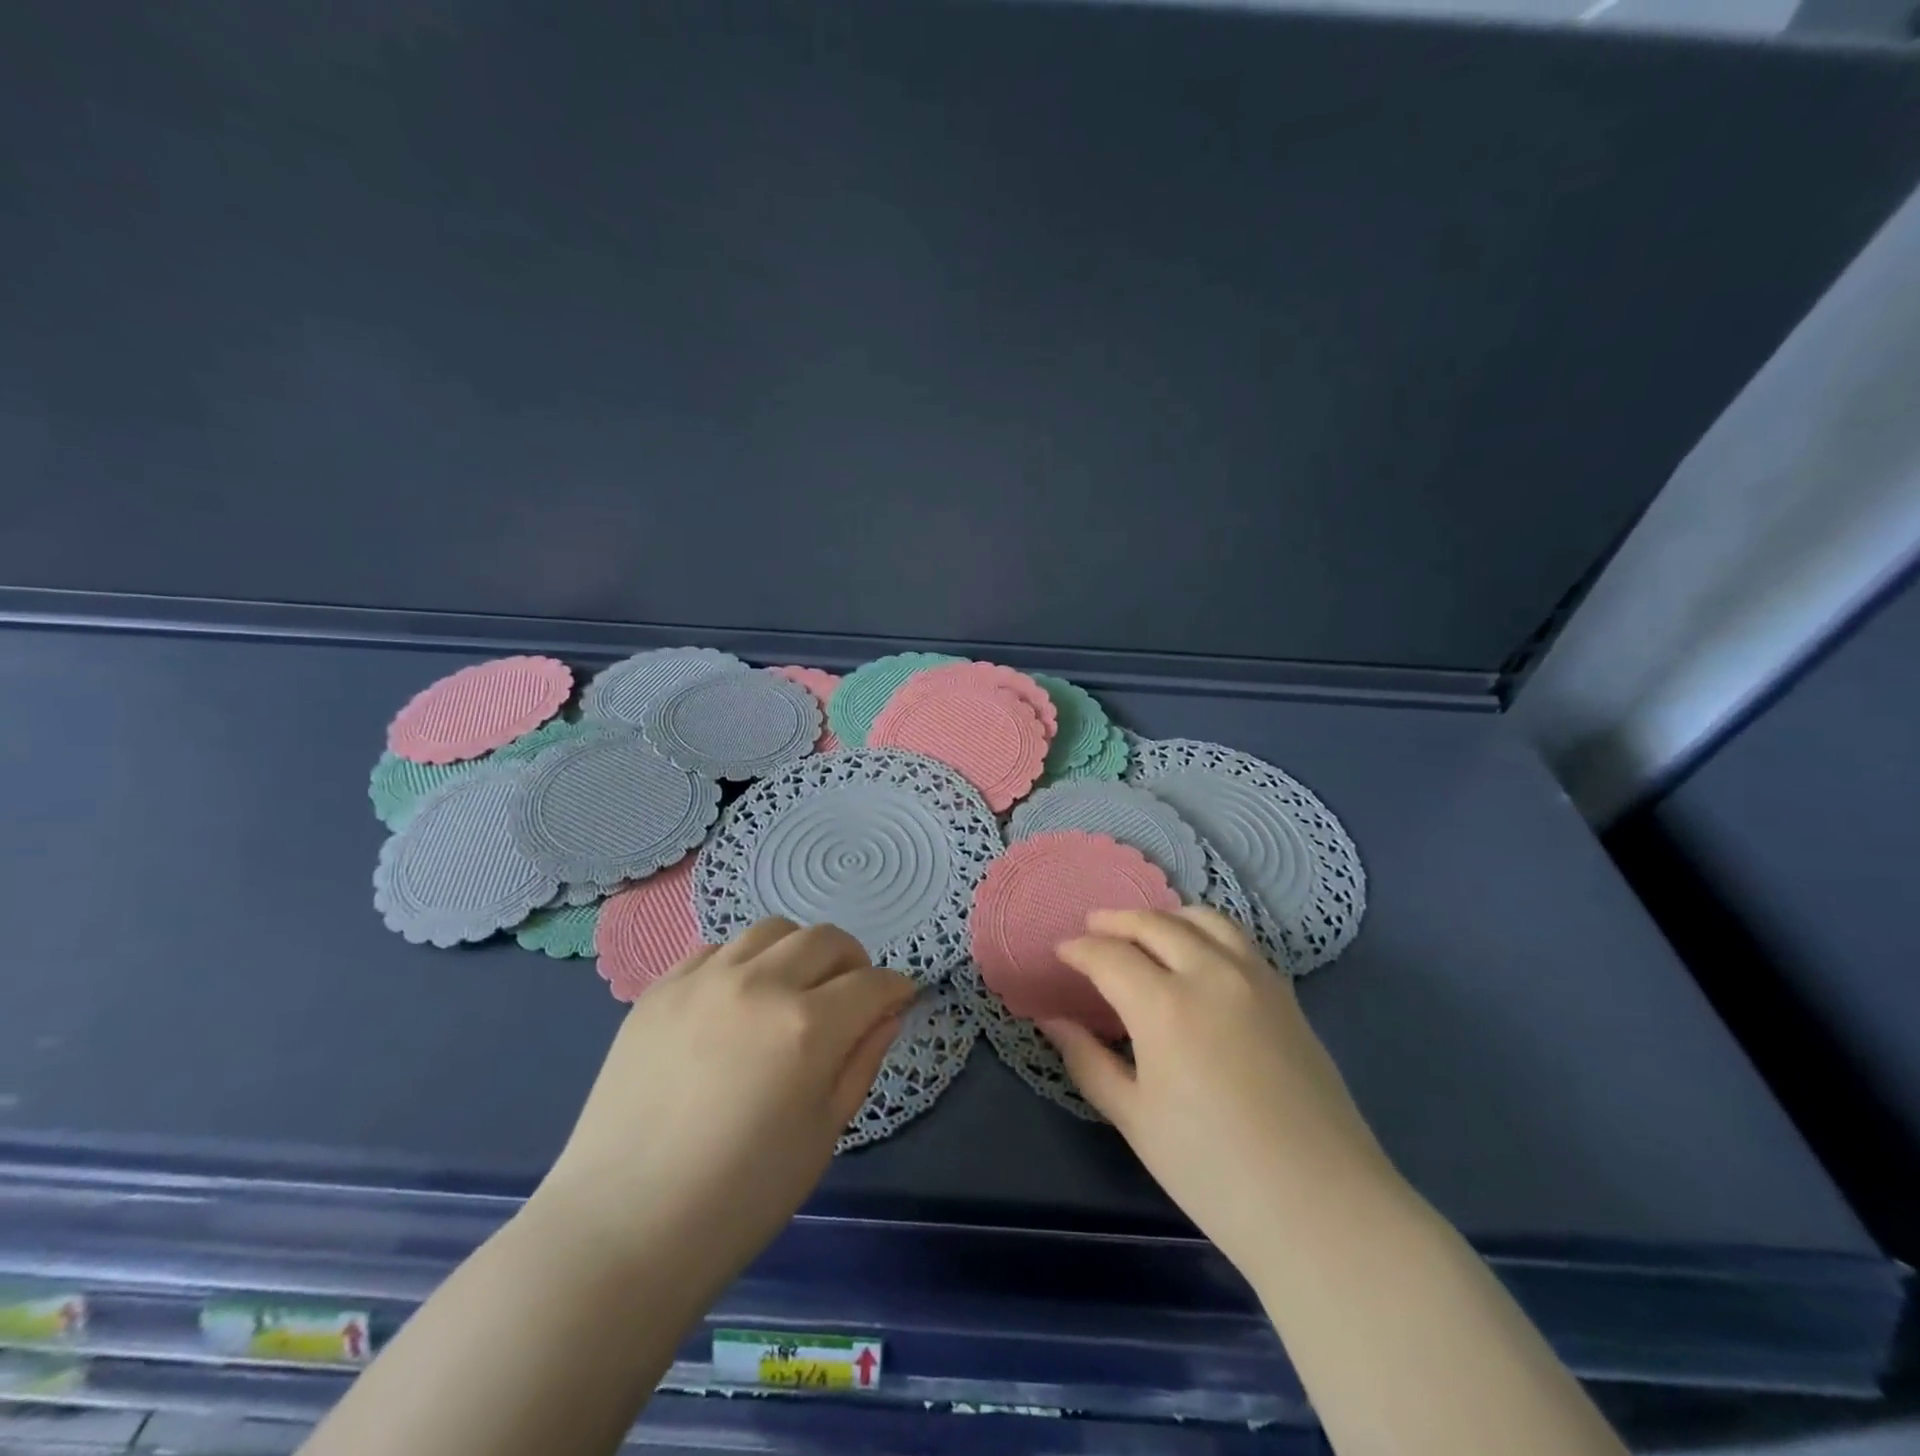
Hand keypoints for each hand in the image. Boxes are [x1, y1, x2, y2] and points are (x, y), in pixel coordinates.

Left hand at [529, 919, 914, 1289]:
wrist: (623, 1228)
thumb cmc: (741, 1198)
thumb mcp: (823, 1134)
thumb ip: (861, 1062)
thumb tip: (886, 1015)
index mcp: (807, 1027)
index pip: (872, 983)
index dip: (895, 988)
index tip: (900, 998)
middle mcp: (759, 984)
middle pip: (825, 938)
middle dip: (852, 961)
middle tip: (851, 994)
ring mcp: (703, 980)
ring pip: (771, 931)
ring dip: (797, 952)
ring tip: (792, 990)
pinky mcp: (660, 989)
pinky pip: (715, 950)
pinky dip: (742, 963)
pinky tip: (736, 1001)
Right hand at [1045, 908, 1403, 1274]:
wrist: (1322, 1207)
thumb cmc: (1213, 1170)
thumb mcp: (1135, 1119)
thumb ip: (1088, 1061)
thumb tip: (1052, 1022)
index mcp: (1164, 1006)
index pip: (1109, 956)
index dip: (1079, 950)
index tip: (1061, 952)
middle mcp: (1209, 975)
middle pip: (1154, 925)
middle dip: (1115, 921)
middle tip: (1092, 928)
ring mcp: (1255, 979)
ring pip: (1203, 919)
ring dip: (1164, 916)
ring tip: (1144, 929)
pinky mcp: (1286, 994)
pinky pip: (1238, 939)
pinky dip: (1205, 930)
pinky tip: (1197, 952)